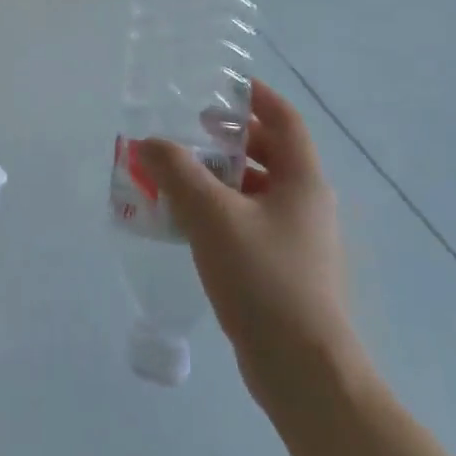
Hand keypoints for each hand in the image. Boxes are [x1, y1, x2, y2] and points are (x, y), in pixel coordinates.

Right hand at [137, 80, 358, 409]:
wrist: (303, 370)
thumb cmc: (263, 279)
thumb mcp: (212, 216)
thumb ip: (177, 172)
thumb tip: (148, 142)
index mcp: (303, 181)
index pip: (284, 120)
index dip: (256, 96)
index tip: (221, 85)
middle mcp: (306, 204)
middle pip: (270, 154)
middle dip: (229, 139)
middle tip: (189, 132)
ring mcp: (298, 240)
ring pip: (256, 191)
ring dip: (219, 178)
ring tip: (177, 177)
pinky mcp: (284, 270)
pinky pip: (249, 223)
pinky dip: (220, 211)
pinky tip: (187, 224)